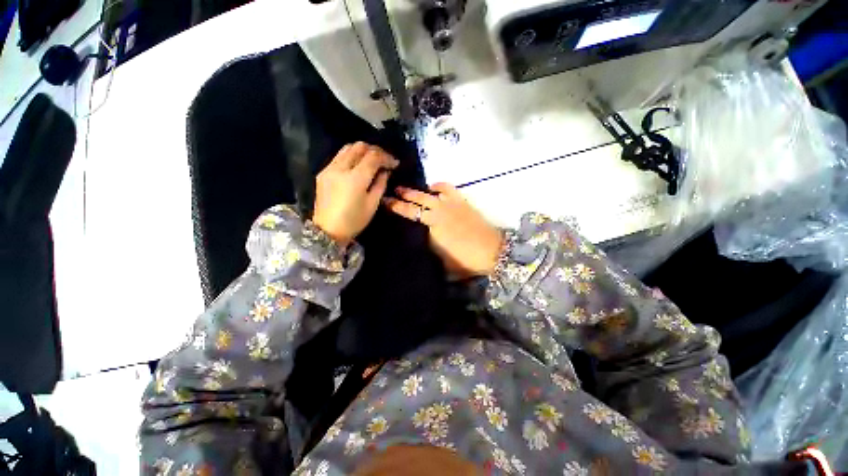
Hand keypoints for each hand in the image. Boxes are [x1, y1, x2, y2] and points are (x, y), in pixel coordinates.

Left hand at [313, 142, 398, 246]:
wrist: (328, 230)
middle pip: (359, 146)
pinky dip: (352, 156)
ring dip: (363, 150)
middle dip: (375, 150)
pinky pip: (339, 156)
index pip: (373, 157)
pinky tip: (358, 165)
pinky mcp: (323, 172)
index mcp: (355, 178)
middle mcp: (341, 168)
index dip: (386, 157)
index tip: (395, 163)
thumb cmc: (354, 221)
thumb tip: (386, 170)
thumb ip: (381, 183)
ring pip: (348, 148)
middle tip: (384, 160)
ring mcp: (329, 169)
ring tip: (372, 160)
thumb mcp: (373, 204)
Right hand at [384, 183, 503, 277]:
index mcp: (432, 228)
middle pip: (416, 201)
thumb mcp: (441, 261)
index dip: (396, 208)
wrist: (492, 251)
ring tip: (405, 189)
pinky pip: (447, 188)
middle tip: (390, 192)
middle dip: (401, 196)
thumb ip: (429, 248)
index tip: (384, 202)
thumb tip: (421, 239)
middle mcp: (438, 213)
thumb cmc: (466, 260)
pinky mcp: (461, 201)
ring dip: (415, 190)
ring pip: (428, 193)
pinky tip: (432, 187)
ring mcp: (450, 205)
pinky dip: (438, 186)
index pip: (409, 215)